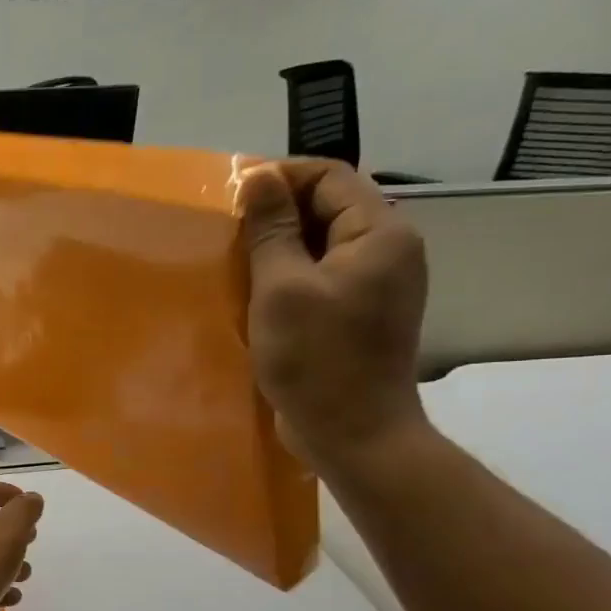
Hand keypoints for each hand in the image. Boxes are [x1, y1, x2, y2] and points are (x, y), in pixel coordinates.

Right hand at [239, 159, 430, 473]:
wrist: (352, 434)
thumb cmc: (317, 359)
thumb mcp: (282, 288)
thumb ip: (272, 229)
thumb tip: (259, 176)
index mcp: (379, 234)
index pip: (330, 176)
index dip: (280, 177)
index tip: (230, 195)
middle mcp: (385, 251)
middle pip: (327, 207)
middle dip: (275, 212)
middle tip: (224, 230)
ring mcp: (373, 284)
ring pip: (319, 243)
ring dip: (276, 246)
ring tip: (231, 259)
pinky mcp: (355, 313)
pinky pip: (318, 276)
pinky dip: (285, 275)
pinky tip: (251, 291)